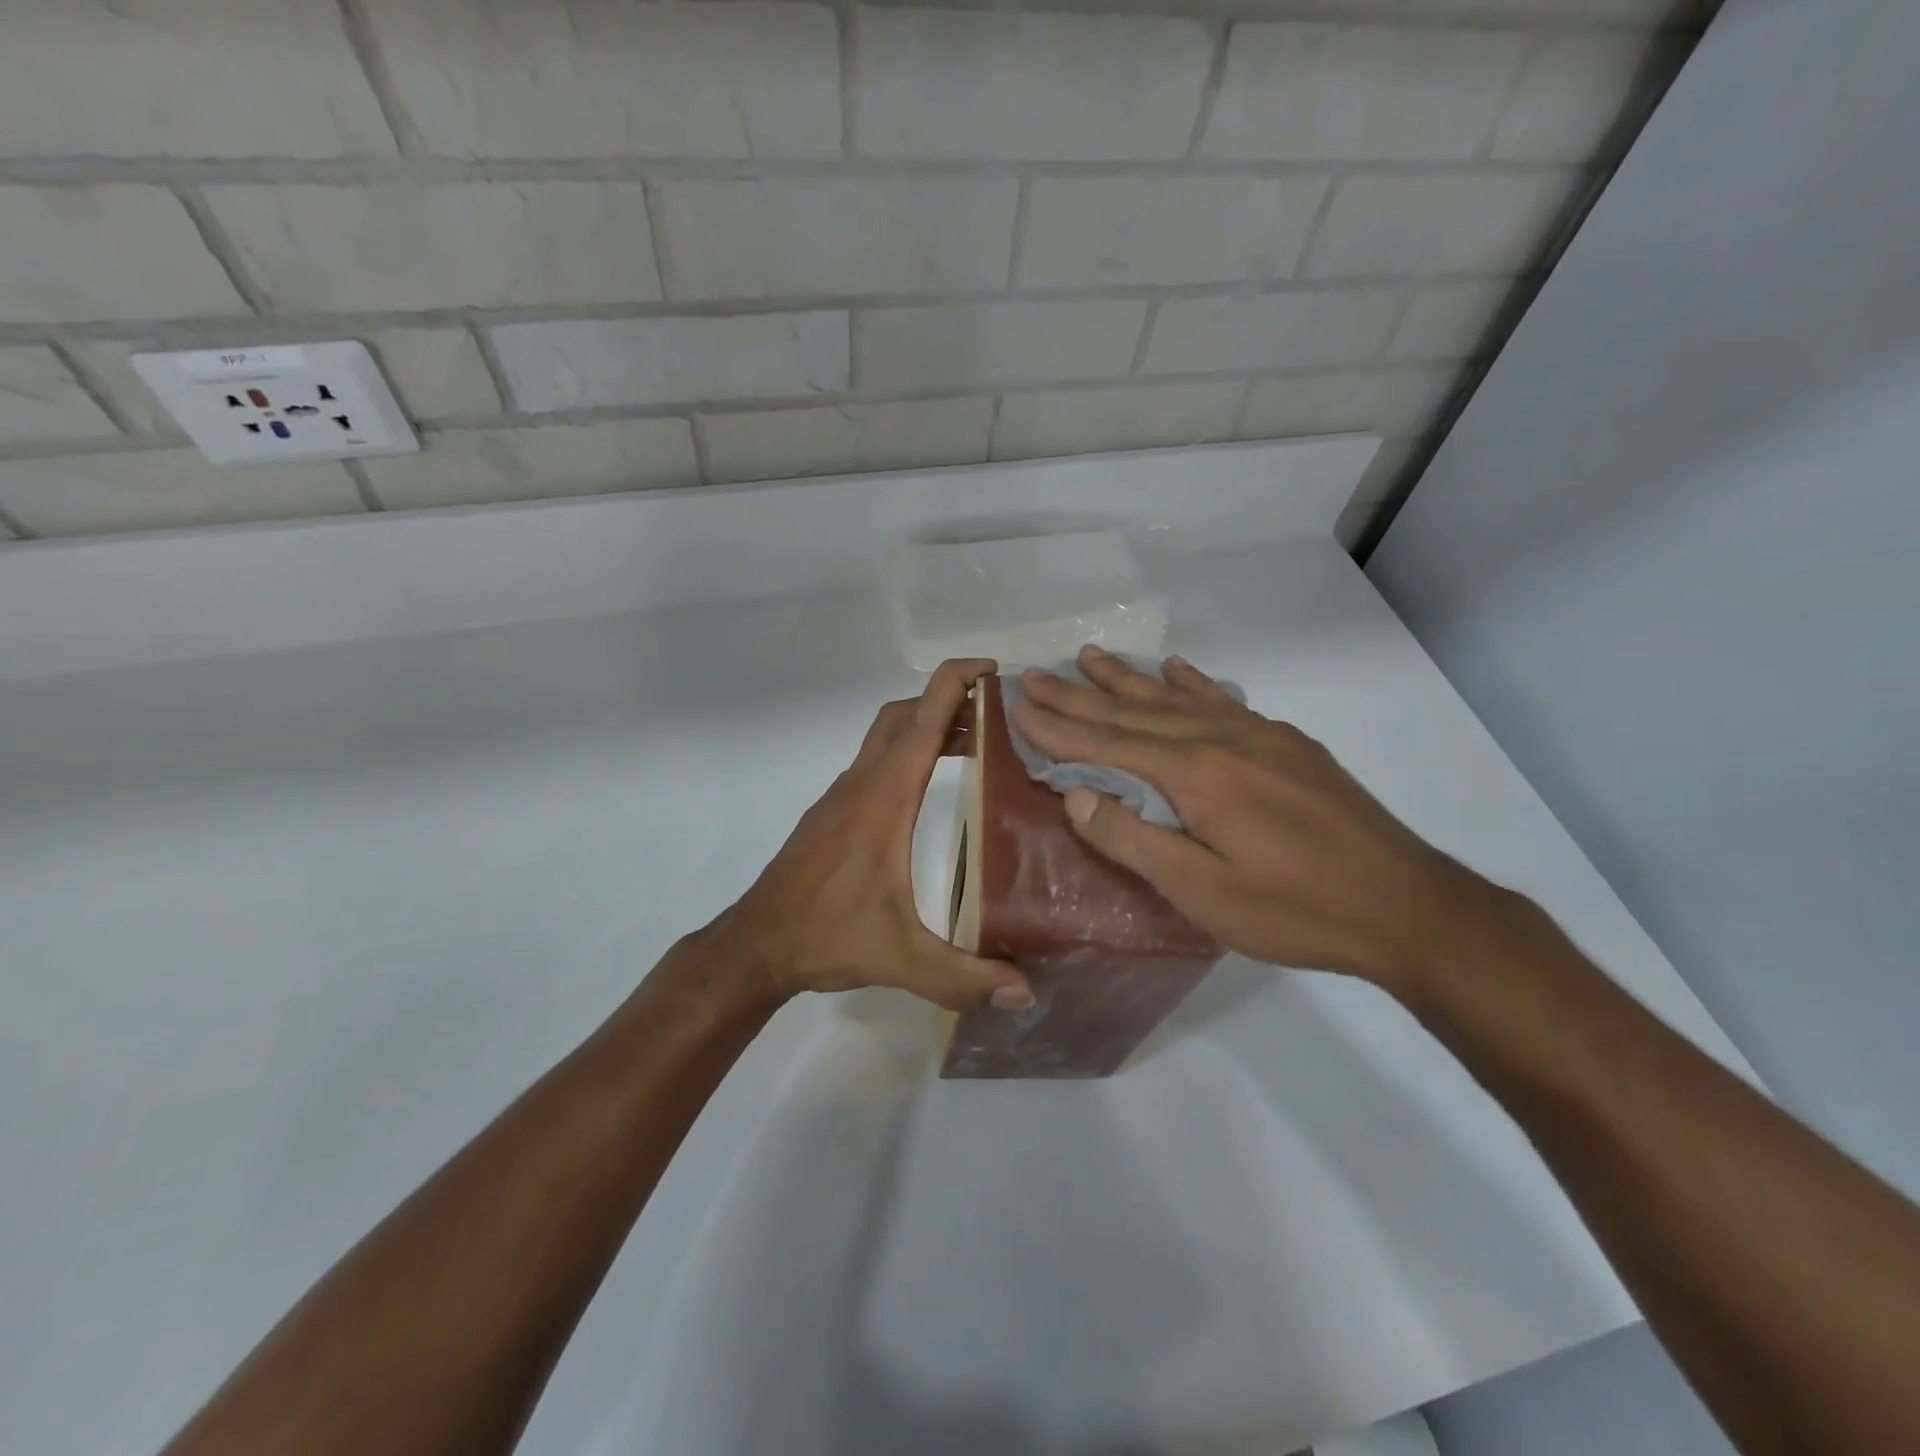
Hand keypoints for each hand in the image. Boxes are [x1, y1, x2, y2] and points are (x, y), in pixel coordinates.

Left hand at [704, 659, 1034, 1013]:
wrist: (757, 943)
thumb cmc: (825, 936)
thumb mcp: (900, 958)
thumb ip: (963, 975)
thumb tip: (1025, 992)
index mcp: (883, 799)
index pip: (922, 721)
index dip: (956, 683)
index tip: (992, 669)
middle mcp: (862, 785)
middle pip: (904, 715)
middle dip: (947, 700)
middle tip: (995, 713)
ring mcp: (842, 796)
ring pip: (886, 736)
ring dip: (926, 726)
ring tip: (975, 743)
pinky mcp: (833, 812)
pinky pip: (874, 762)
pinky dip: (906, 752)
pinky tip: (927, 786)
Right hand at [1011, 646, 1513, 998]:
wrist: (1406, 906)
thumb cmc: (1295, 910)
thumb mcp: (1202, 893)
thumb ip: (1133, 839)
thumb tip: (1075, 794)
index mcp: (1196, 775)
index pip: (1108, 743)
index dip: (1059, 727)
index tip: (1018, 706)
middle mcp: (1223, 739)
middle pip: (1135, 712)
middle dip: (1080, 695)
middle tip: (1036, 675)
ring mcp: (1260, 735)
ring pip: (1177, 698)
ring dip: (1129, 679)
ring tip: (1089, 656)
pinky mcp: (1287, 744)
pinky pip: (1225, 701)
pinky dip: (1193, 683)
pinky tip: (1178, 669)